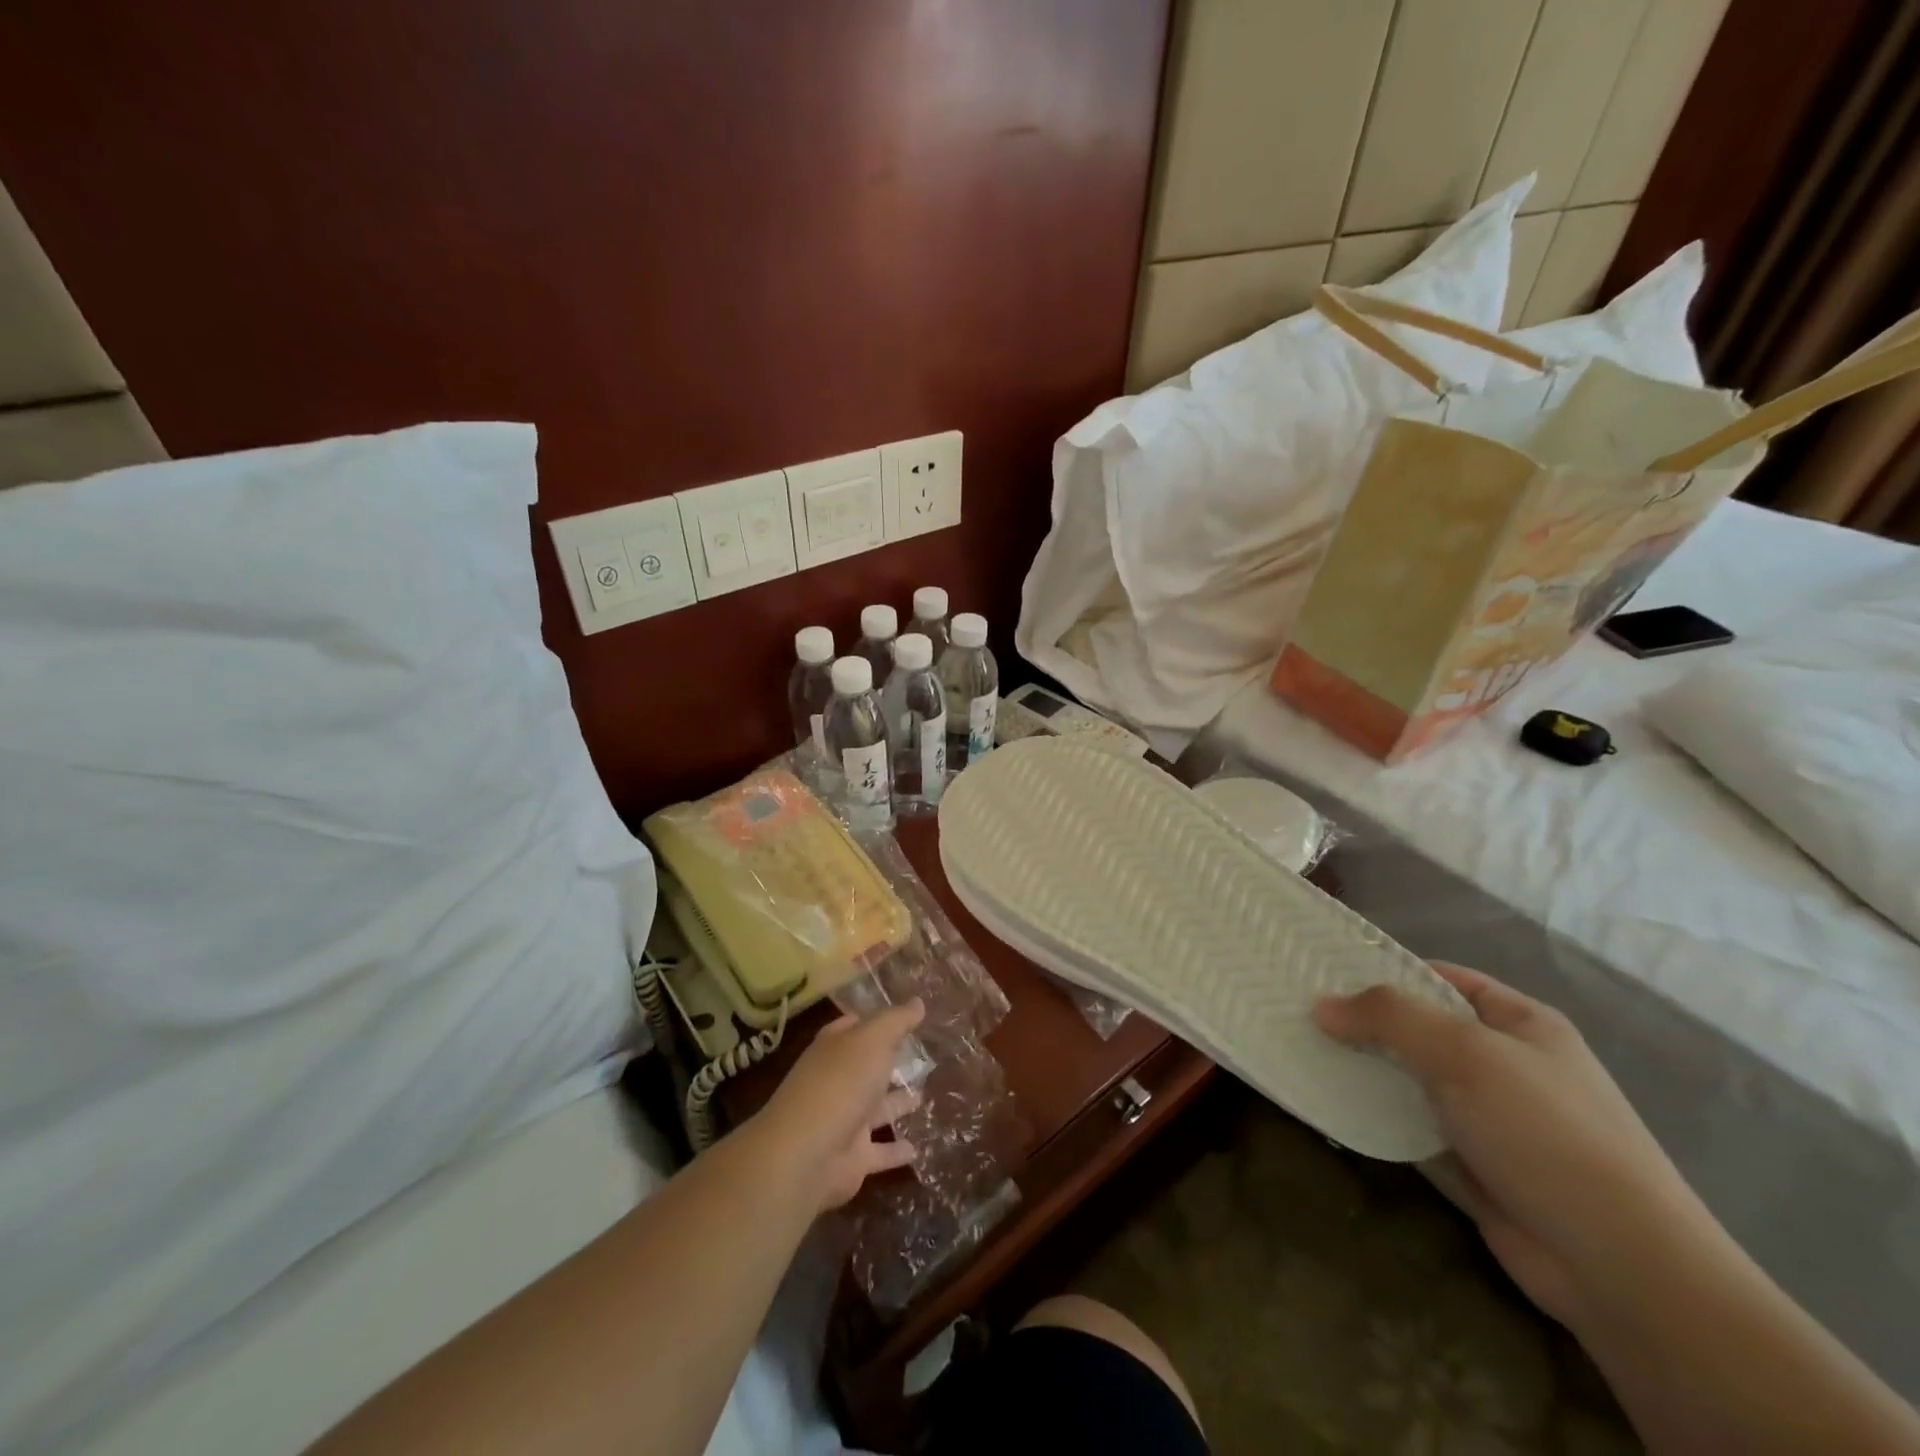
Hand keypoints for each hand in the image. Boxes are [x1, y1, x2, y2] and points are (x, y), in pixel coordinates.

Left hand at [750, 999, 925, 1213]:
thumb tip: (918, 1001)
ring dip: (898, 1104)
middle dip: (890, 1061)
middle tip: (924, 1056)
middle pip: (868, 1067)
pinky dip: (896, 1151)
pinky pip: (880, 1152)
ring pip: (877, 1109)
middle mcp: (838, 1081)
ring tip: (925, 1096)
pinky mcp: (853, 1157)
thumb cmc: (840, 1083)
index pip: (854, 1026)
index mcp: (835, 1048)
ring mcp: (844, 1120)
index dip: (876, 1020)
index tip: (904, 1016)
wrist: (806, 1154)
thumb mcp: (872, 1040)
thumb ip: (896, 1021)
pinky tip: (917, 1149)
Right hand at [1316, 964, 1714, 1331]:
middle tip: (1300, 1014)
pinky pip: (1410, 1124)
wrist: (1619, 1266)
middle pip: (1419, 1028)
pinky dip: (1374, 1114)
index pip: (1440, 977)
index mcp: (1519, 1022)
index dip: (1384, 970)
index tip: (1323, 973)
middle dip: (1364, 1022)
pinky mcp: (1470, 1162)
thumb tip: (1321, 1005)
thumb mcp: (1464, 1053)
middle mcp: (1504, 1062)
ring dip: (1364, 1070)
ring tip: (1302, 1052)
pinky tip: (1330, 1104)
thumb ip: (1389, 1016)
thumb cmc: (1544, 1132)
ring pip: (1410, 1078)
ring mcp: (1488, 1116)